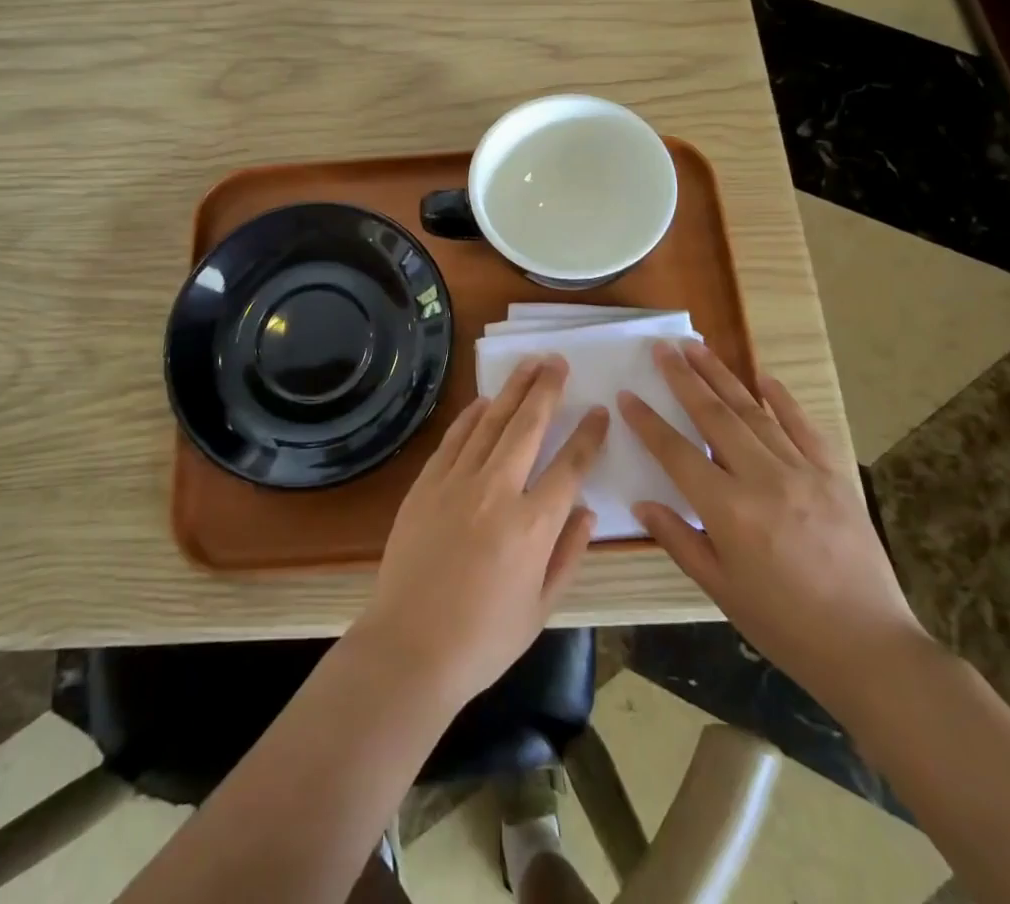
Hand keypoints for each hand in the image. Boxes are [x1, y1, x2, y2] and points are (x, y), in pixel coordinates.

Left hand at [353, 356, 607, 710]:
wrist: (409, 648)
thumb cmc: (483, 639)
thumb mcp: (541, 608)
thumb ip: (568, 554)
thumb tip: (587, 510)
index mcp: (532, 525)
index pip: (570, 466)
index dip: (588, 435)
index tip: (599, 411)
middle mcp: (497, 491)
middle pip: (528, 426)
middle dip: (547, 390)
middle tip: (558, 361)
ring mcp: (457, 482)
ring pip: (490, 422)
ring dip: (512, 390)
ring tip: (530, 364)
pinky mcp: (426, 484)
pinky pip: (454, 438)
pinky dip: (471, 416)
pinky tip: (484, 401)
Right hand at [619, 340, 931, 713]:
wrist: (870, 648)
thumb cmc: (785, 626)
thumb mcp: (721, 590)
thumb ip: (679, 540)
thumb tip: (642, 503)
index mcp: (729, 511)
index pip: (677, 452)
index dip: (648, 422)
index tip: (627, 394)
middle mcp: (763, 479)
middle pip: (714, 416)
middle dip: (684, 378)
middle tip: (663, 348)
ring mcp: (803, 471)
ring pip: (754, 411)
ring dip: (722, 376)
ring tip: (697, 347)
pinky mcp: (834, 475)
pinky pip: (804, 426)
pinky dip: (782, 398)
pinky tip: (762, 376)